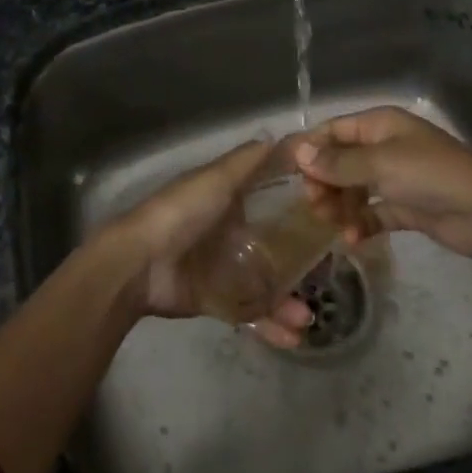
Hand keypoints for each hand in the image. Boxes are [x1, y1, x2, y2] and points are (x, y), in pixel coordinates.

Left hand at [102, 139, 313, 346]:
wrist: (139, 263)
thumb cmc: (181, 213)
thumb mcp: (215, 179)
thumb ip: (248, 161)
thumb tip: (282, 136)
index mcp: (229, 200)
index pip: (273, 201)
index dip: (300, 207)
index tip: (333, 214)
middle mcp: (230, 233)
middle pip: (274, 247)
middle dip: (301, 263)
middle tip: (329, 274)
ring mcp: (224, 269)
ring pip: (266, 284)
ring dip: (288, 301)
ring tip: (308, 317)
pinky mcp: (216, 301)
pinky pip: (249, 313)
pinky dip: (270, 324)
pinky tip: (293, 336)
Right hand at [294, 107, 471, 262]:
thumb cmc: (431, 176)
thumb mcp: (381, 164)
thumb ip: (338, 162)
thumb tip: (299, 153)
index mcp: (381, 125)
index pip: (334, 130)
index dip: (311, 149)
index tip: (289, 174)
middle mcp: (385, 147)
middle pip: (341, 161)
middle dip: (324, 182)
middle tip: (314, 205)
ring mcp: (396, 178)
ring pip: (354, 189)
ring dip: (340, 206)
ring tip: (334, 226)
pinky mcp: (405, 207)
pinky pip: (372, 212)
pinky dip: (360, 224)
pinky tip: (352, 239)